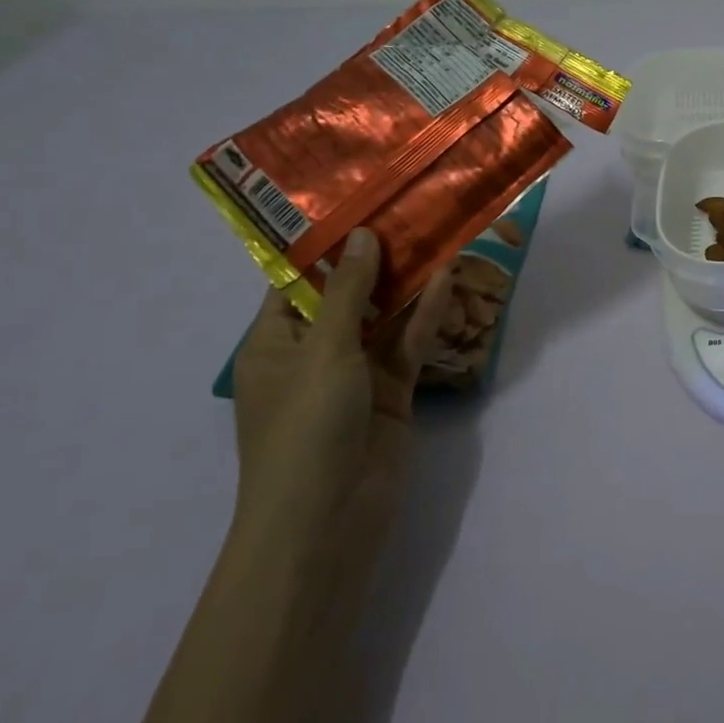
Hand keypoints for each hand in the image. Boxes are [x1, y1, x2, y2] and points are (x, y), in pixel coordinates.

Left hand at [230, 228, 454, 557]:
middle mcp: (314, 353)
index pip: (297, 283)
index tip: (360, 206)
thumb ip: (350, 292)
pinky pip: (408, 344)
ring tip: (437, 235)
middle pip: (349, 296)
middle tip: (410, 212)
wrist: (330, 516)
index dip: (327, 246)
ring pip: (385, 318)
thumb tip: (362, 236)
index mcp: (274, 343)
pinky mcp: (392, 392)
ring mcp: (356, 374)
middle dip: (377, 260)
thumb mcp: (324, 350)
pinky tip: (448, 280)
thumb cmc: (306, 426)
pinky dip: (426, 315)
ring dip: (409, 284)